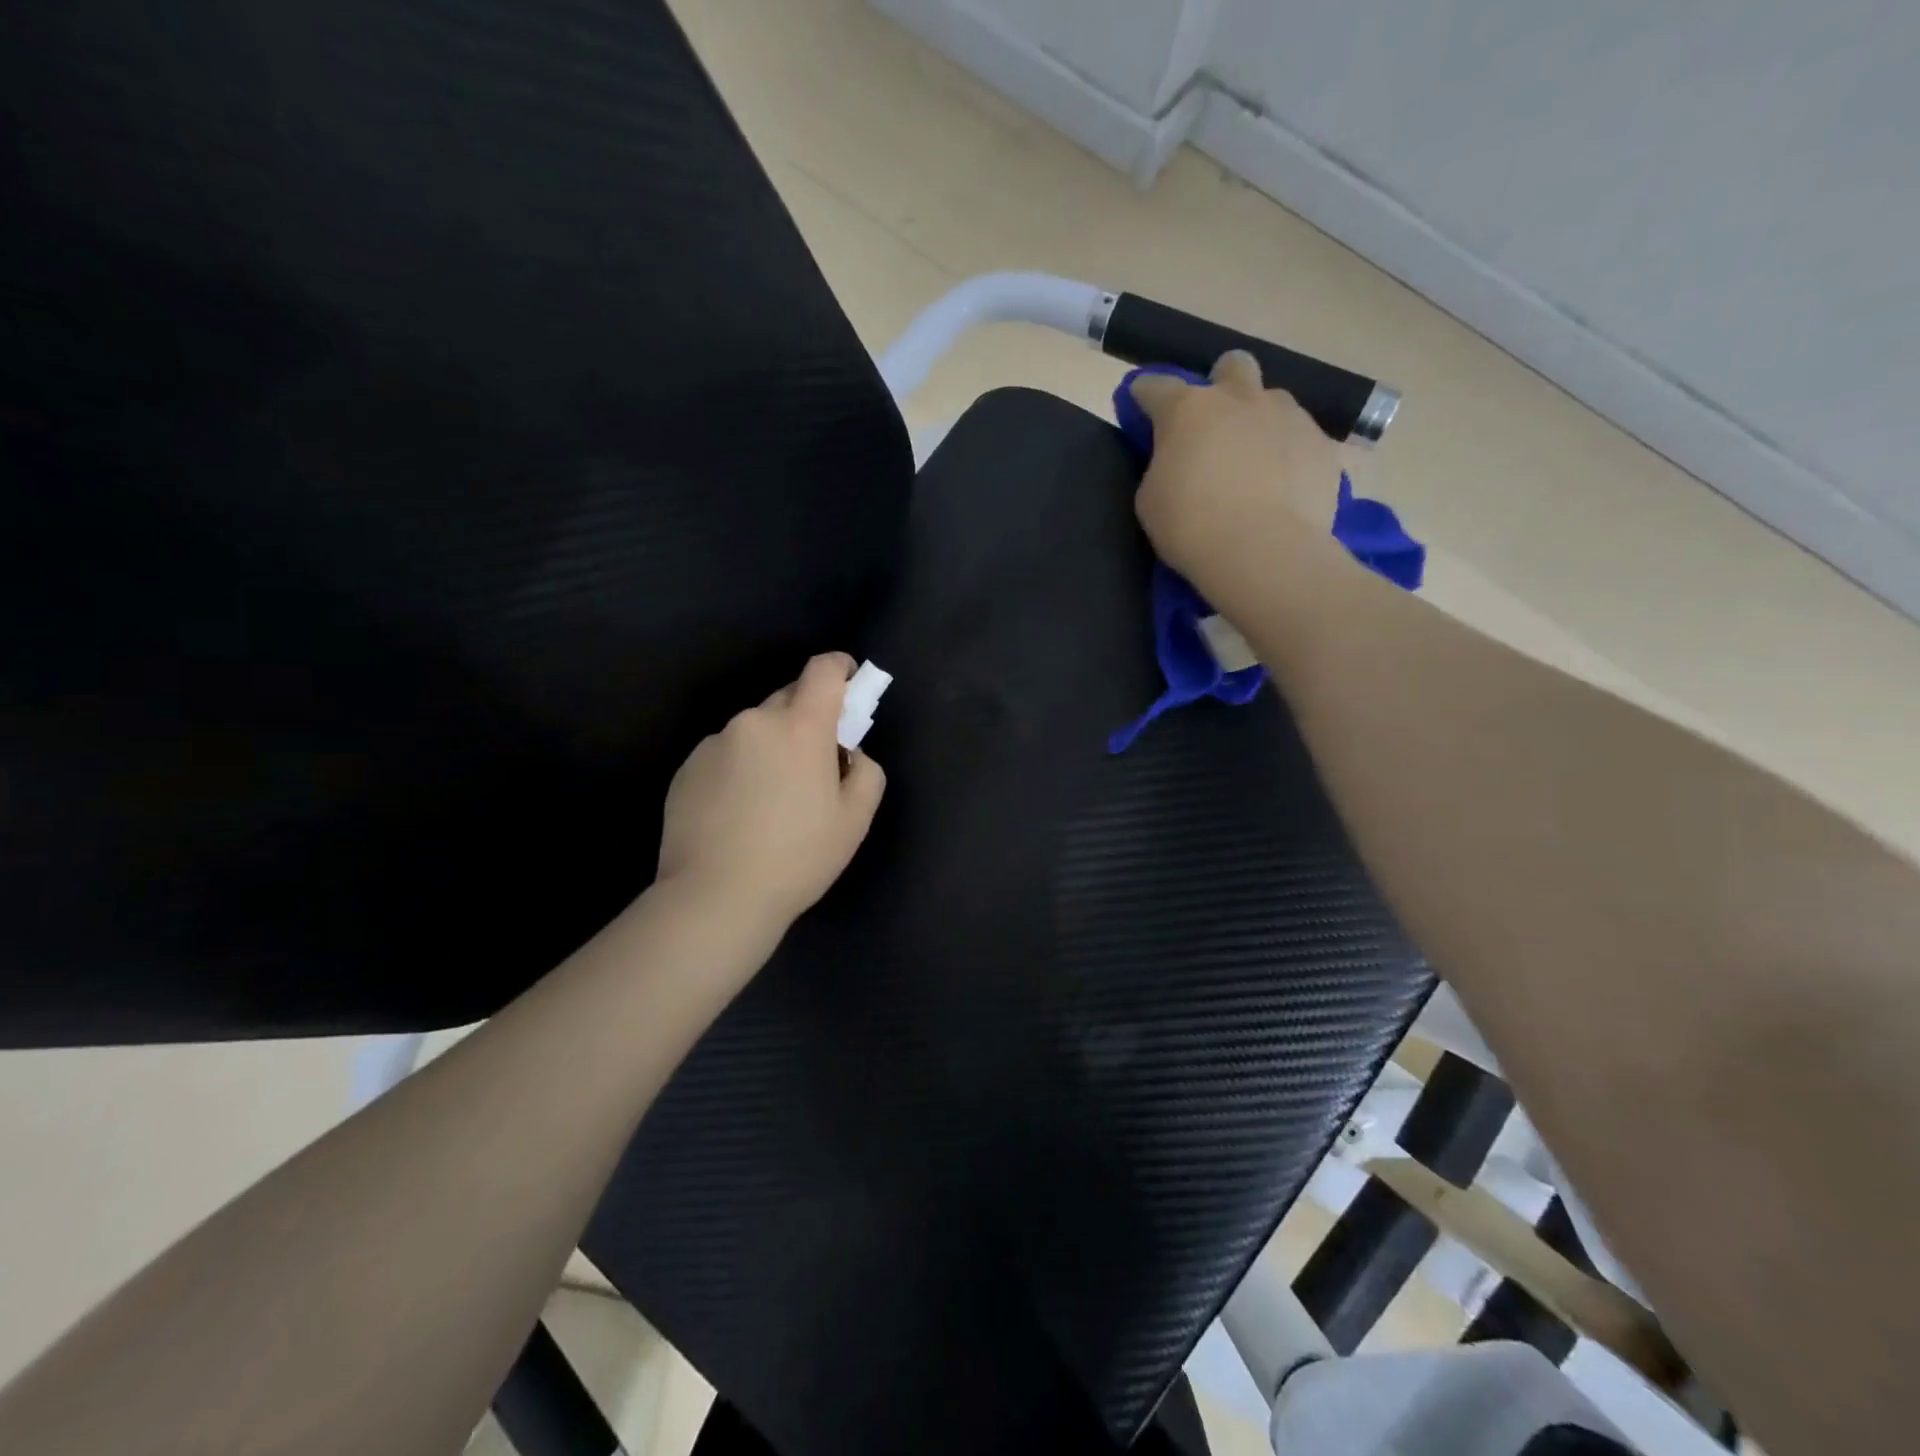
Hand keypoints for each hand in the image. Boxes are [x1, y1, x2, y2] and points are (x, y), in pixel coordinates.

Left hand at [656, 652, 885, 936]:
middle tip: (814, 764)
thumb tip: (848, 753)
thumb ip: (866, 771)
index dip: (840, 668)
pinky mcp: (686, 768)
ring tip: (771, 800)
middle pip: (788, 699)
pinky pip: (726, 754)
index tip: (849, 682)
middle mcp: (754, 722)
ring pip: (755, 730)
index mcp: (800, 728)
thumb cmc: (798, 857)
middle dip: (807, 719)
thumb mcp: (855, 819)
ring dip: (771, 747)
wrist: (715, 897)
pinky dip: (740, 768)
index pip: (822, 671)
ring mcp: (714, 743)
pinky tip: (739, 813)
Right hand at [1126, 351, 1344, 606]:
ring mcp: (1288, 416)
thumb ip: (1162, 465)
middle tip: (1215, 425)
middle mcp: (1240, 398)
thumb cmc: (1191, 526)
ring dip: (1259, 421)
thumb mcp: (1151, 499)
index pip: (1156, 386)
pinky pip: (1301, 438)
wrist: (1263, 551)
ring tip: (1254, 464)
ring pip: (1272, 401)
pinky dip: (1288, 455)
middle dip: (1221, 385)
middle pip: (1232, 366)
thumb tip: (1177, 458)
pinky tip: (1282, 488)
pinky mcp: (1322, 444)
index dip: (1144, 396)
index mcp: (1188, 409)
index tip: (1141, 409)